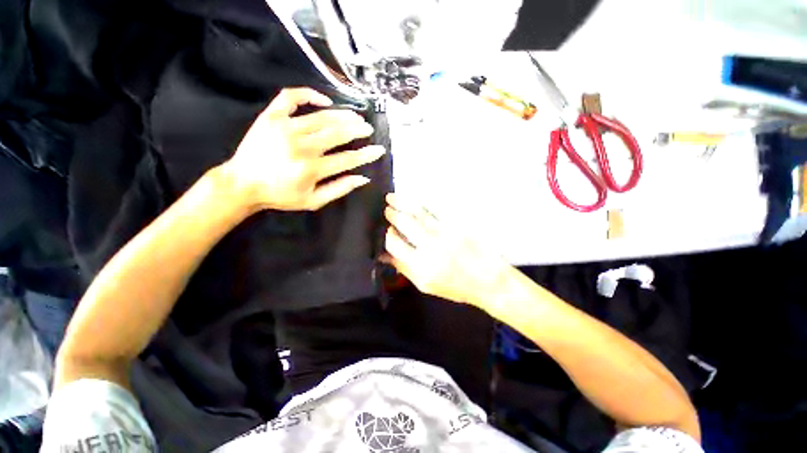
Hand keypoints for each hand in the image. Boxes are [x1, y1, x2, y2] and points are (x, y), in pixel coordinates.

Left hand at [222, 88, 385, 211]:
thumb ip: (339, 189)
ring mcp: (284, 128)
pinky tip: (324, 100)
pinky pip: (291, 97)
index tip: (379, 149)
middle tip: (367, 128)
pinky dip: (309, 94)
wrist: (243, 183)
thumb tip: (362, 178)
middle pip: (338, 133)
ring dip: (343, 115)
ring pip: (322, 116)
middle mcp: (301, 146)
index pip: (348, 159)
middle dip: (357, 129)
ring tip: (355, 116)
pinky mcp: (271, 117)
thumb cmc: (281, 195)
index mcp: (312, 169)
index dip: (366, 154)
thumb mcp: (313, 201)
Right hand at [383, 194, 514, 309]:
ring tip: (392, 197)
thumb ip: (403, 269)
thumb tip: (384, 255)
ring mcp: (445, 233)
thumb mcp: (426, 286)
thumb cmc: (455, 287)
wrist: (489, 281)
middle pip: (404, 223)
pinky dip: (422, 202)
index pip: (394, 243)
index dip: (387, 234)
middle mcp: (430, 247)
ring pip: (418, 212)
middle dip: (392, 213)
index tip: (386, 230)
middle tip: (387, 208)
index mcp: (420, 266)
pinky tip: (414, 199)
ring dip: (402, 202)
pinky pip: (435, 209)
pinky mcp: (457, 224)